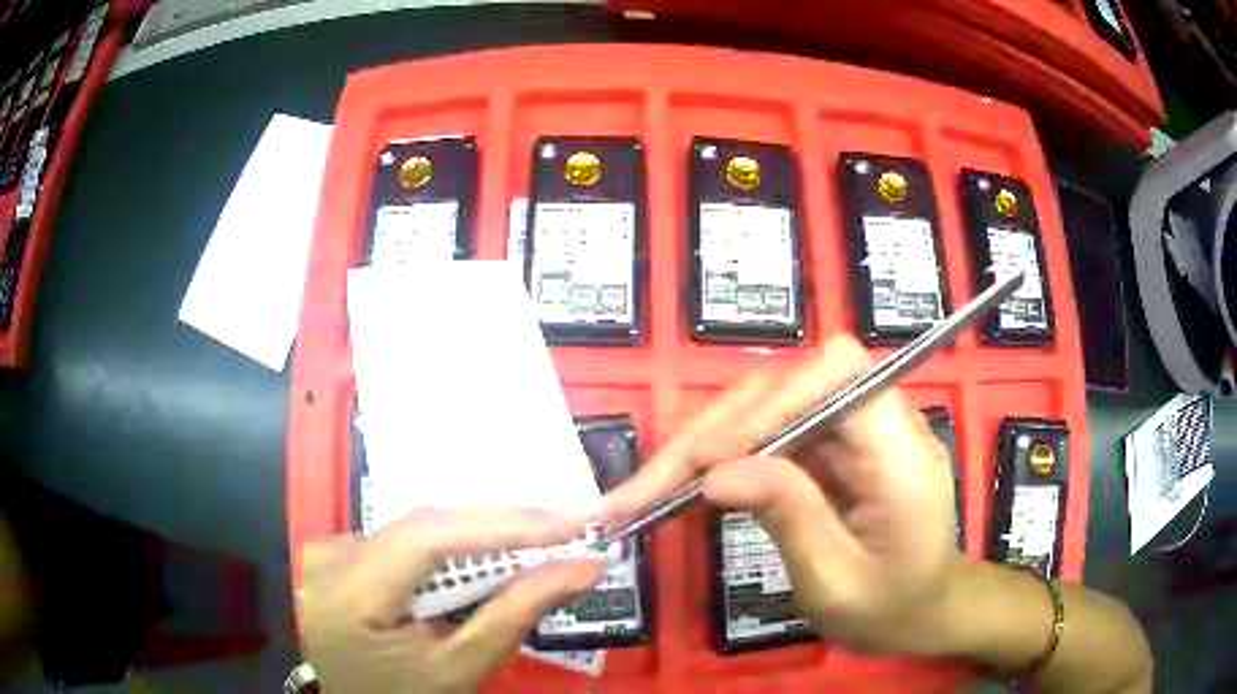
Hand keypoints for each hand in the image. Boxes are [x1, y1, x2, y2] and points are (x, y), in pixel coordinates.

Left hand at [296, 509, 602, 692]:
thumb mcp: (455, 670)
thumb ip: (511, 616)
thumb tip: (581, 569)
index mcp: (350, 591)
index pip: (430, 536)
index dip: (505, 523)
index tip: (575, 522)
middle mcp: (332, 554)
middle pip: (425, 525)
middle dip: (500, 527)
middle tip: (570, 527)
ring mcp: (330, 549)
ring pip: (417, 528)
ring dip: (477, 535)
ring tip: (540, 538)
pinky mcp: (337, 553)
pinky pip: (403, 538)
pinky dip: (448, 547)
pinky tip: (483, 554)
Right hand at [602, 336, 961, 654]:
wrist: (923, 611)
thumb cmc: (891, 608)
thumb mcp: (837, 583)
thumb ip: (790, 519)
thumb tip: (716, 474)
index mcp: (901, 452)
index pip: (838, 375)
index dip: (771, 401)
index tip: (710, 460)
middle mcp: (879, 422)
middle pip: (788, 387)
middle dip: (715, 431)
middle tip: (650, 485)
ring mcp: (852, 432)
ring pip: (768, 406)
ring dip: (706, 442)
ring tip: (650, 488)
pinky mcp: (831, 447)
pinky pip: (769, 434)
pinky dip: (722, 458)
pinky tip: (684, 485)